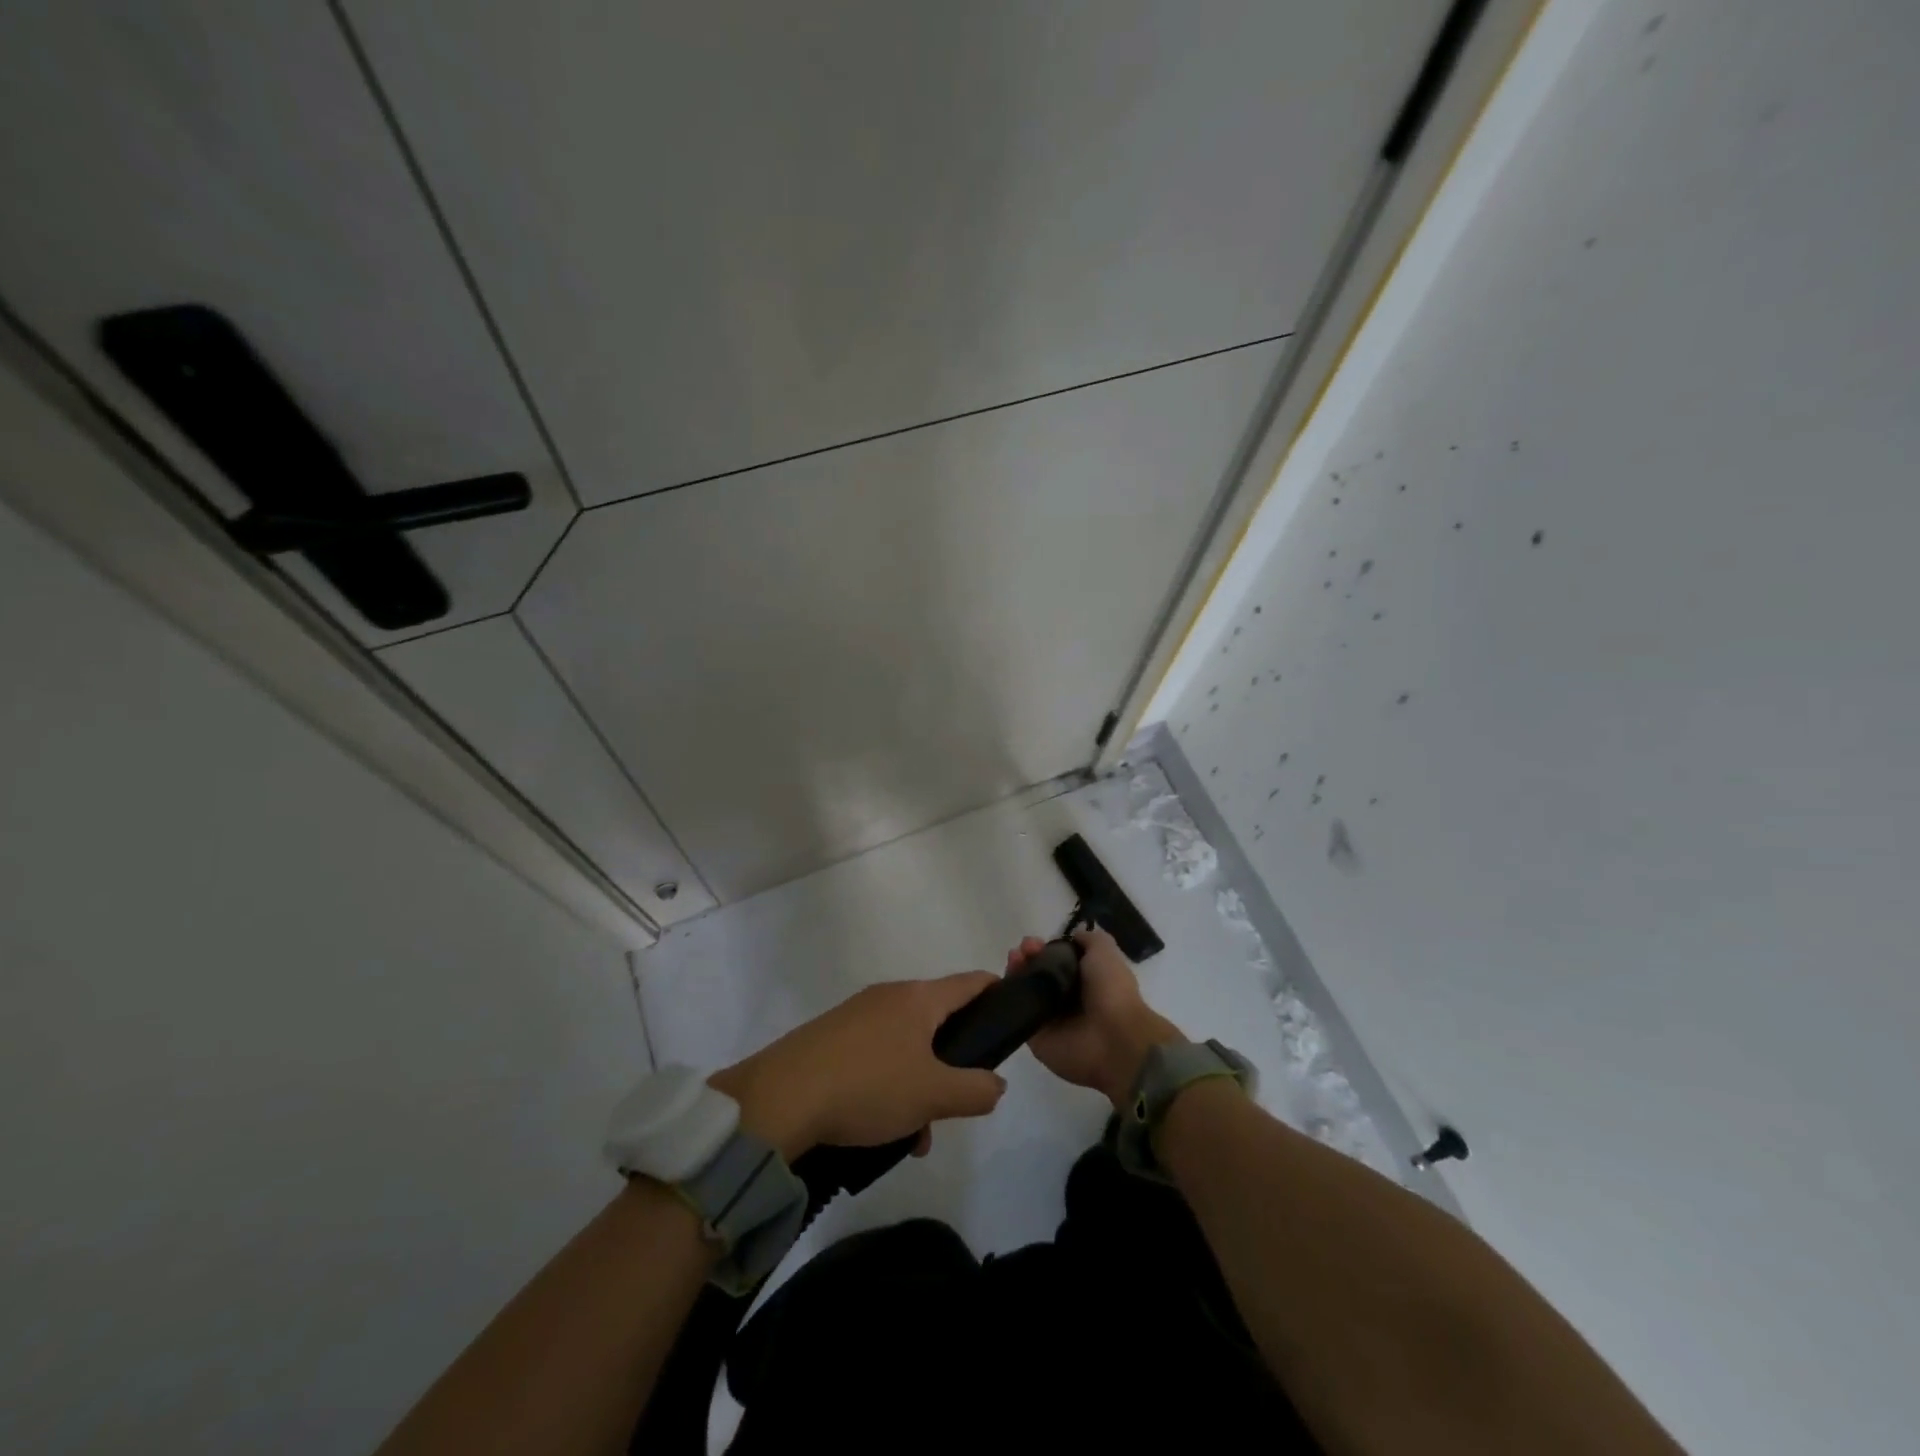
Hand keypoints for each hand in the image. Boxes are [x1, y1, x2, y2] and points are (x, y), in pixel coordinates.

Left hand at [709, 974, 1008, 1159]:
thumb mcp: (932, 1095)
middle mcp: (889, 996)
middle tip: (958, 1099)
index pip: (970, 982)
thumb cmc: (868, 1086)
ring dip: (920, 1083)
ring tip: (916, 1134)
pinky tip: (881, 1128)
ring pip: (906, 1044)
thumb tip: (996, 1083)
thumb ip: (975, 1090)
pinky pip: (876, 1055)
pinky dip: (889, 1084)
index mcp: (918, 998)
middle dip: (953, 1060)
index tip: (1011, 1014)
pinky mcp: (831, 1037)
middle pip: (937, 1018)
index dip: (996, 992)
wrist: (780, 1098)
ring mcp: (856, 1014)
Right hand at [1006, 928, 1185, 1107]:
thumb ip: (1089, 940)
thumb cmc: (1111, 991)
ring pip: (1024, 991)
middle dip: (1027, 958)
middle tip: (1021, 951)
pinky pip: (1015, 1013)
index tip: (1033, 943)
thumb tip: (1072, 936)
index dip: (1043, 948)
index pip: (1055, 960)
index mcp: (1084, 980)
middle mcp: (1065, 998)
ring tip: (1013, 960)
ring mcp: (1048, 1018)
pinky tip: (1000, 982)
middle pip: (1037, 974)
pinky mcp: (1034, 1036)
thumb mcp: (1105, 952)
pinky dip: (1006, 998)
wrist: (1113, 1039)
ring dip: (1015, 973)